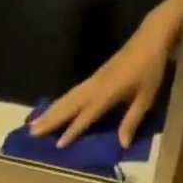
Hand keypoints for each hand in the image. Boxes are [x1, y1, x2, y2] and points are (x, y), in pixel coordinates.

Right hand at [29, 0, 182, 148]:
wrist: (151, 37)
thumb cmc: (151, 67)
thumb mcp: (146, 96)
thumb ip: (133, 120)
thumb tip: (122, 145)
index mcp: (107, 93)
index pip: (86, 115)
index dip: (73, 130)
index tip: (58, 145)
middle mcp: (96, 86)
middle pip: (69, 105)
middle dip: (51, 120)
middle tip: (31, 133)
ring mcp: (93, 81)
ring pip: (67, 99)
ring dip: (50, 112)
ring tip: (33, 125)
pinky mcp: (94, 79)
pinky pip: (72, 94)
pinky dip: (59, 104)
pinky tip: (51, 112)